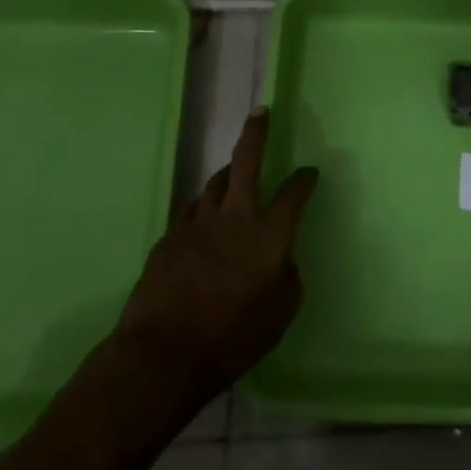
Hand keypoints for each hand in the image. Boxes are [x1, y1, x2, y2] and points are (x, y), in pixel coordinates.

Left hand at [112, 108, 318, 398]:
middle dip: (256, 132)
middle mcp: (235, 216)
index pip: (294, 192)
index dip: (304, 179)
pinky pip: (191, 211)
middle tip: (261, 113)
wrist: (161, 356)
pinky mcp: (169, 237)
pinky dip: (203, 209)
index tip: (309, 173)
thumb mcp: (279, 316)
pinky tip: (202, 221)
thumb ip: (288, 278)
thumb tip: (283, 260)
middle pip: (246, 160)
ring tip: (233, 174)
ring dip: (227, 174)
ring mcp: (198, 222)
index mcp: (269, 234)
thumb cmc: (231, 339)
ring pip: (215, 182)